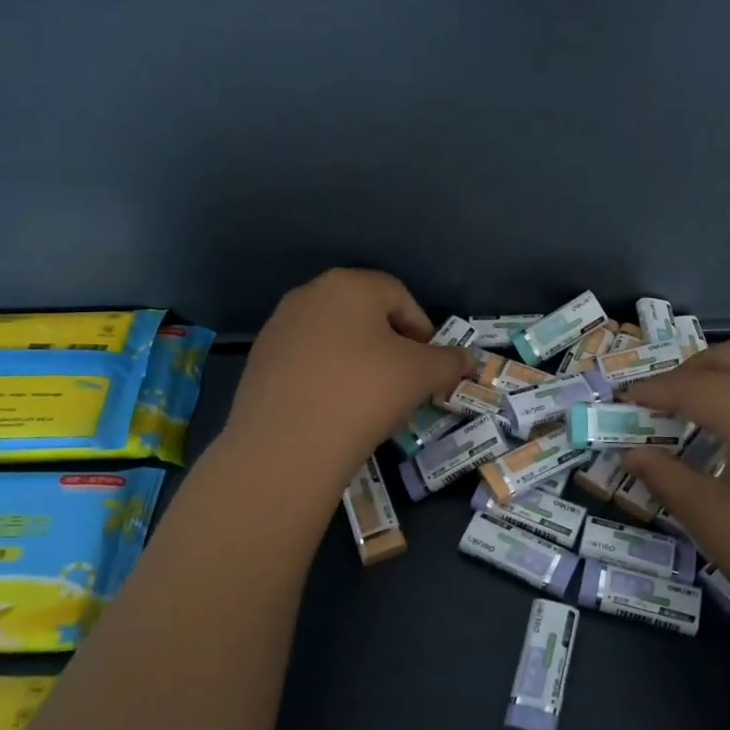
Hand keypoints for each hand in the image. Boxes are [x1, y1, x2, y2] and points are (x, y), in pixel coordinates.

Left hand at [223, 269, 470, 490]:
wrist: (286, 445)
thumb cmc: (365, 392)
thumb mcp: (422, 375)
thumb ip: (450, 362)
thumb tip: (470, 360)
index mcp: (350, 285)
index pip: (399, 296)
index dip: (422, 330)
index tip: (429, 366)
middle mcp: (309, 294)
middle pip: (364, 314)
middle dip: (390, 344)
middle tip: (404, 381)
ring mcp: (279, 327)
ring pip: (334, 337)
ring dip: (358, 360)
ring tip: (369, 398)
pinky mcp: (259, 361)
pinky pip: (307, 361)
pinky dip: (326, 376)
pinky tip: (334, 408)